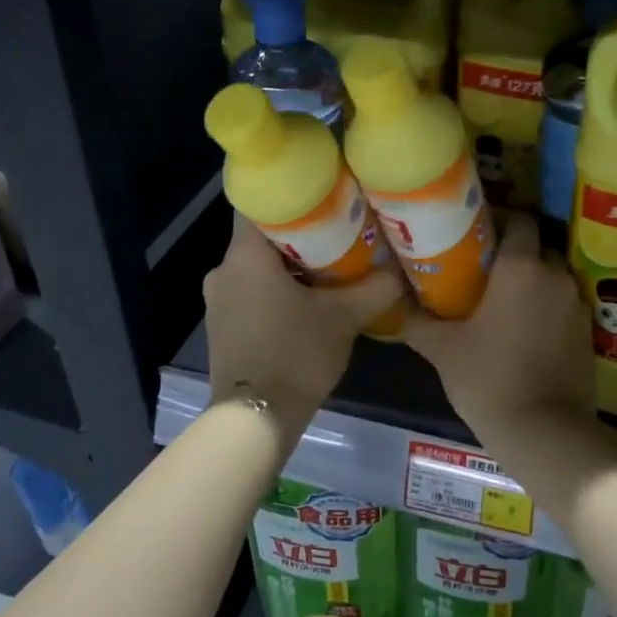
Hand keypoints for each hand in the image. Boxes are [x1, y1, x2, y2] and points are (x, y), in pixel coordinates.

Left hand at [203, 219, 403, 434]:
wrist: (255, 419)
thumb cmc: (295, 355)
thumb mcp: (344, 318)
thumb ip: (375, 288)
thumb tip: (399, 271)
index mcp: (245, 255)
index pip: (261, 203)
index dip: (292, 197)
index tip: (323, 199)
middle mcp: (223, 269)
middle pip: (261, 236)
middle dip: (298, 234)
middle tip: (337, 234)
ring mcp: (217, 300)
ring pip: (255, 266)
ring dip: (286, 265)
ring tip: (327, 268)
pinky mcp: (220, 325)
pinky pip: (248, 291)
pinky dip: (272, 289)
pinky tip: (303, 303)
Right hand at [404, 214, 595, 438]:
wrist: (545, 433)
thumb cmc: (488, 379)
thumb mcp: (442, 348)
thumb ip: (416, 319)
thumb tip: (394, 301)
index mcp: (521, 267)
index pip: (519, 219)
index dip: (498, 219)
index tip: (474, 232)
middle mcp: (555, 275)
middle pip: (537, 244)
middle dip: (514, 249)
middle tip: (483, 265)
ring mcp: (576, 304)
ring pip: (553, 274)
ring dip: (532, 278)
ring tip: (502, 296)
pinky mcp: (588, 332)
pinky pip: (564, 302)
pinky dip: (546, 304)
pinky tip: (523, 326)